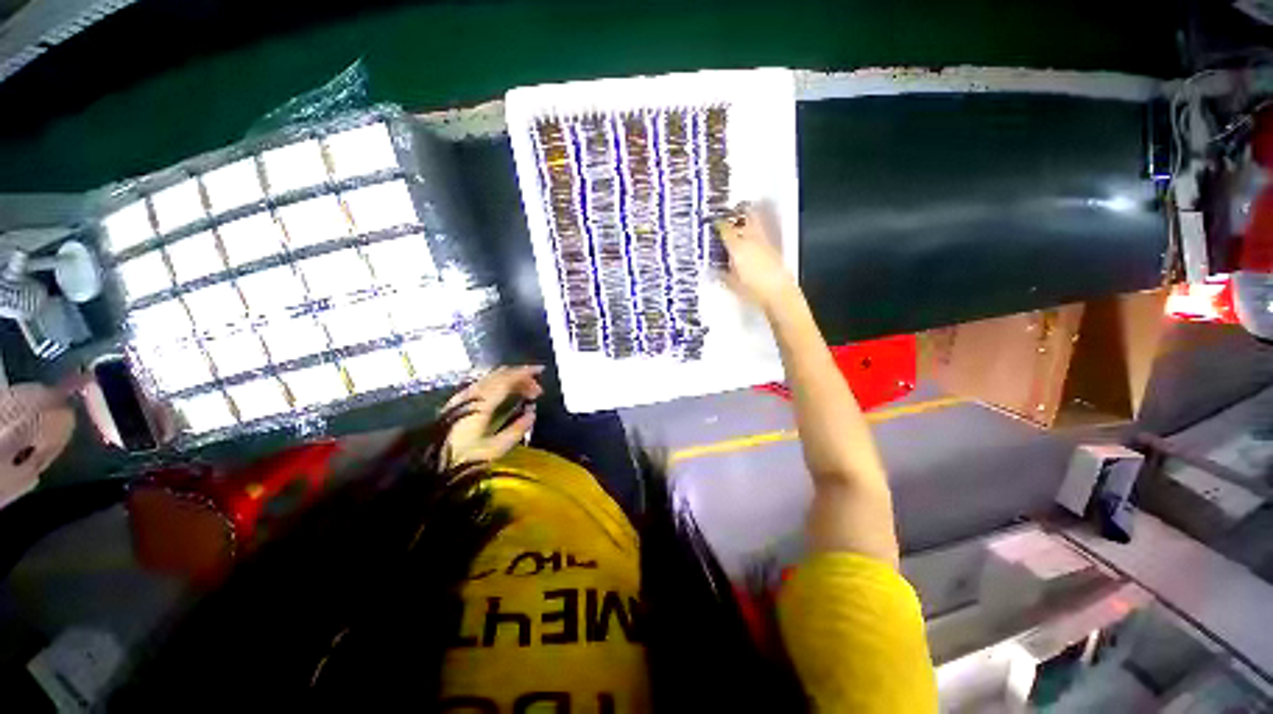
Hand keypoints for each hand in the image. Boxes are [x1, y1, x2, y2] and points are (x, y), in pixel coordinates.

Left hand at [442, 365, 543, 467]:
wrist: (425, 467)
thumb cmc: (461, 459)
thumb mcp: (494, 450)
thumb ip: (516, 429)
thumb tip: (532, 413)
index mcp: (483, 402)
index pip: (507, 379)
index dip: (525, 373)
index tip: (541, 372)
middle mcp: (472, 393)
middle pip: (499, 375)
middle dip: (521, 376)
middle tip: (537, 389)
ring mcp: (462, 396)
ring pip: (490, 378)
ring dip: (510, 380)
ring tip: (525, 392)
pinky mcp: (457, 401)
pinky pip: (483, 383)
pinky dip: (499, 383)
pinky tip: (505, 394)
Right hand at [715, 203, 797, 310]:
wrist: (779, 294)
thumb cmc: (754, 290)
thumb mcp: (732, 284)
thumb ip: (722, 274)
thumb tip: (715, 270)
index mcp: (738, 247)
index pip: (726, 230)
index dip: (719, 225)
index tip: (714, 223)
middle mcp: (752, 241)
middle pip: (743, 219)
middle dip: (735, 216)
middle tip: (728, 217)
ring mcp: (764, 243)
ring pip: (754, 224)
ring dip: (746, 221)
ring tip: (740, 224)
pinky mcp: (773, 249)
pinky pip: (762, 235)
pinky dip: (755, 233)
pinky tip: (752, 241)